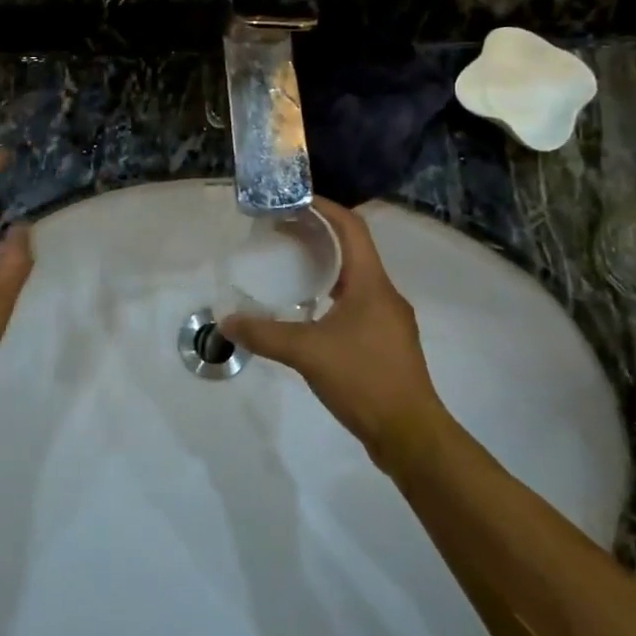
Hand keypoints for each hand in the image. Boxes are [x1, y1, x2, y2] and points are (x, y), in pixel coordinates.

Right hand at [220, 197, 445, 472]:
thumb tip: (225, 322)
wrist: (410, 435)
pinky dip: (334, 296)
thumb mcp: (306, 353)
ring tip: (292, 268)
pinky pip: (358, 304)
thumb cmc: (363, 380)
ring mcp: (390, 321)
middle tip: (284, 232)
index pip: (352, 229)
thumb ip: (264, 334)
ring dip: (327, 267)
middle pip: (354, 250)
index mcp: (372, 284)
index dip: (326, 208)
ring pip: (357, 279)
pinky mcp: (388, 344)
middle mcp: (386, 294)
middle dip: (320, 236)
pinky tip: (311, 314)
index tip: (295, 200)